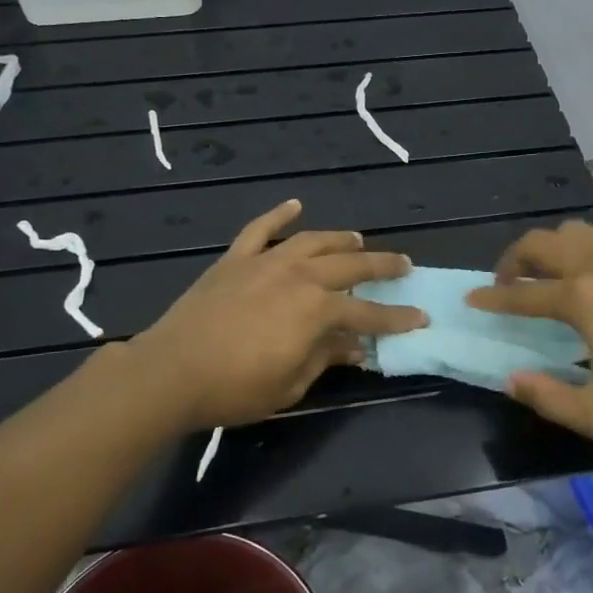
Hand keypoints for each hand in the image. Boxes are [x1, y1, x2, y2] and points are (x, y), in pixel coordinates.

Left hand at [124, 199, 427, 430]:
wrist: (171, 370)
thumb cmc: (235, 388)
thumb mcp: (291, 384)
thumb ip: (326, 358)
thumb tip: (355, 345)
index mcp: (317, 309)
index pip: (368, 311)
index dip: (396, 316)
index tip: (421, 316)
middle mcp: (299, 276)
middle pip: (349, 265)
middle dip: (381, 264)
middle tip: (403, 264)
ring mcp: (266, 262)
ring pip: (313, 241)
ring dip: (340, 238)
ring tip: (358, 239)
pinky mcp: (236, 259)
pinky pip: (261, 228)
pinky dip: (279, 214)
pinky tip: (294, 204)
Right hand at [466, 220, 592, 448]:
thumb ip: (550, 398)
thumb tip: (512, 380)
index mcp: (584, 298)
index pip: (524, 293)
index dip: (493, 297)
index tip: (472, 299)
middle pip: (543, 243)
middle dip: (514, 258)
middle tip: (505, 281)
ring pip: (575, 232)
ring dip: (549, 248)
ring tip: (545, 275)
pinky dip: (581, 252)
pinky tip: (591, 281)